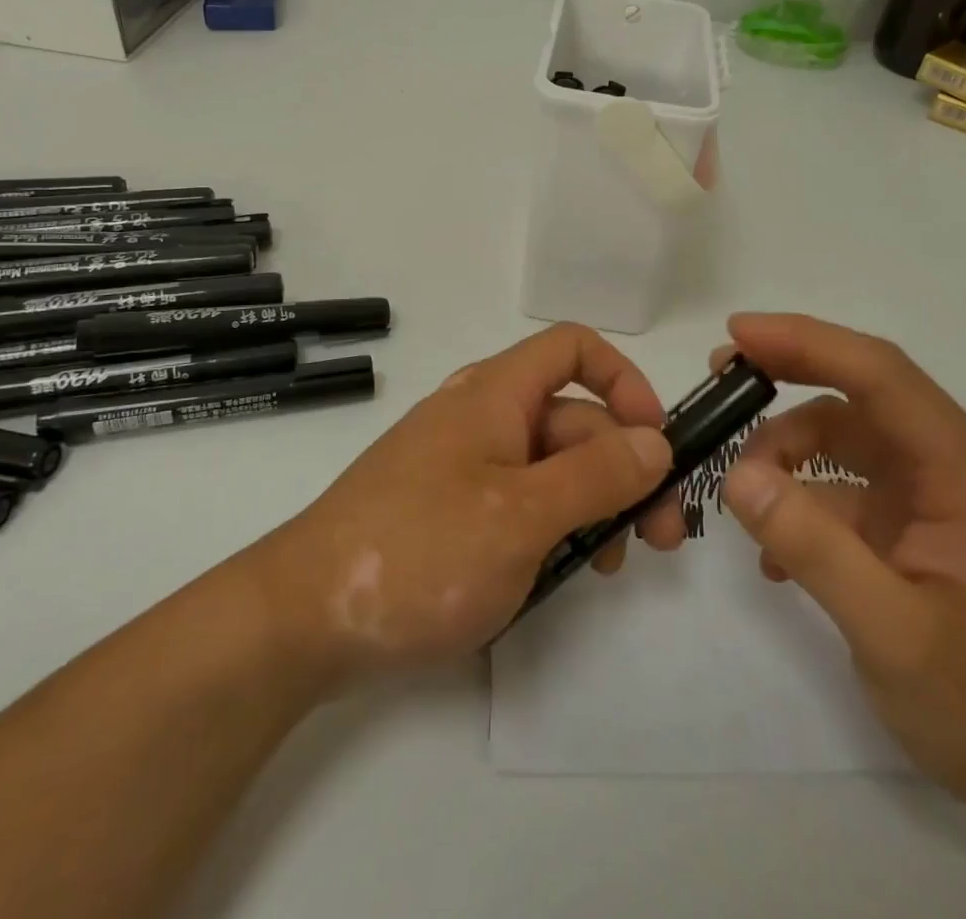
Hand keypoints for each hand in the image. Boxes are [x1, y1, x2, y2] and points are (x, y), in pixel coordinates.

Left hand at [243, 323, 683, 688]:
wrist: (303, 618)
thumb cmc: (420, 552)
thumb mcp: (521, 515)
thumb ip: (596, 475)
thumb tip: (656, 442)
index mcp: (496, 394)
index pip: (572, 348)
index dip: (623, 380)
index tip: (656, 440)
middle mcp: (482, 417)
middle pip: (571, 417)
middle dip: (624, 466)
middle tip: (662, 536)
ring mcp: (464, 465)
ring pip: (549, 465)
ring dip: (593, 503)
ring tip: (609, 564)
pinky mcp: (450, 509)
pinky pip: (518, 501)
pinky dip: (552, 526)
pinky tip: (561, 574)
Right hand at [715, 313, 965, 822]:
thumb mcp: (895, 634)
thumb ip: (814, 547)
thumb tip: (737, 475)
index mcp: (964, 469)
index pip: (878, 374)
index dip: (805, 341)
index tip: (737, 333)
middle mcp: (953, 468)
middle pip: (859, 397)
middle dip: (787, 380)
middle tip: (721, 383)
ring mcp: (937, 502)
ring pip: (847, 444)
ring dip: (788, 456)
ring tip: (743, 500)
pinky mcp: (921, 535)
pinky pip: (849, 496)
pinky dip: (805, 506)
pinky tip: (776, 558)